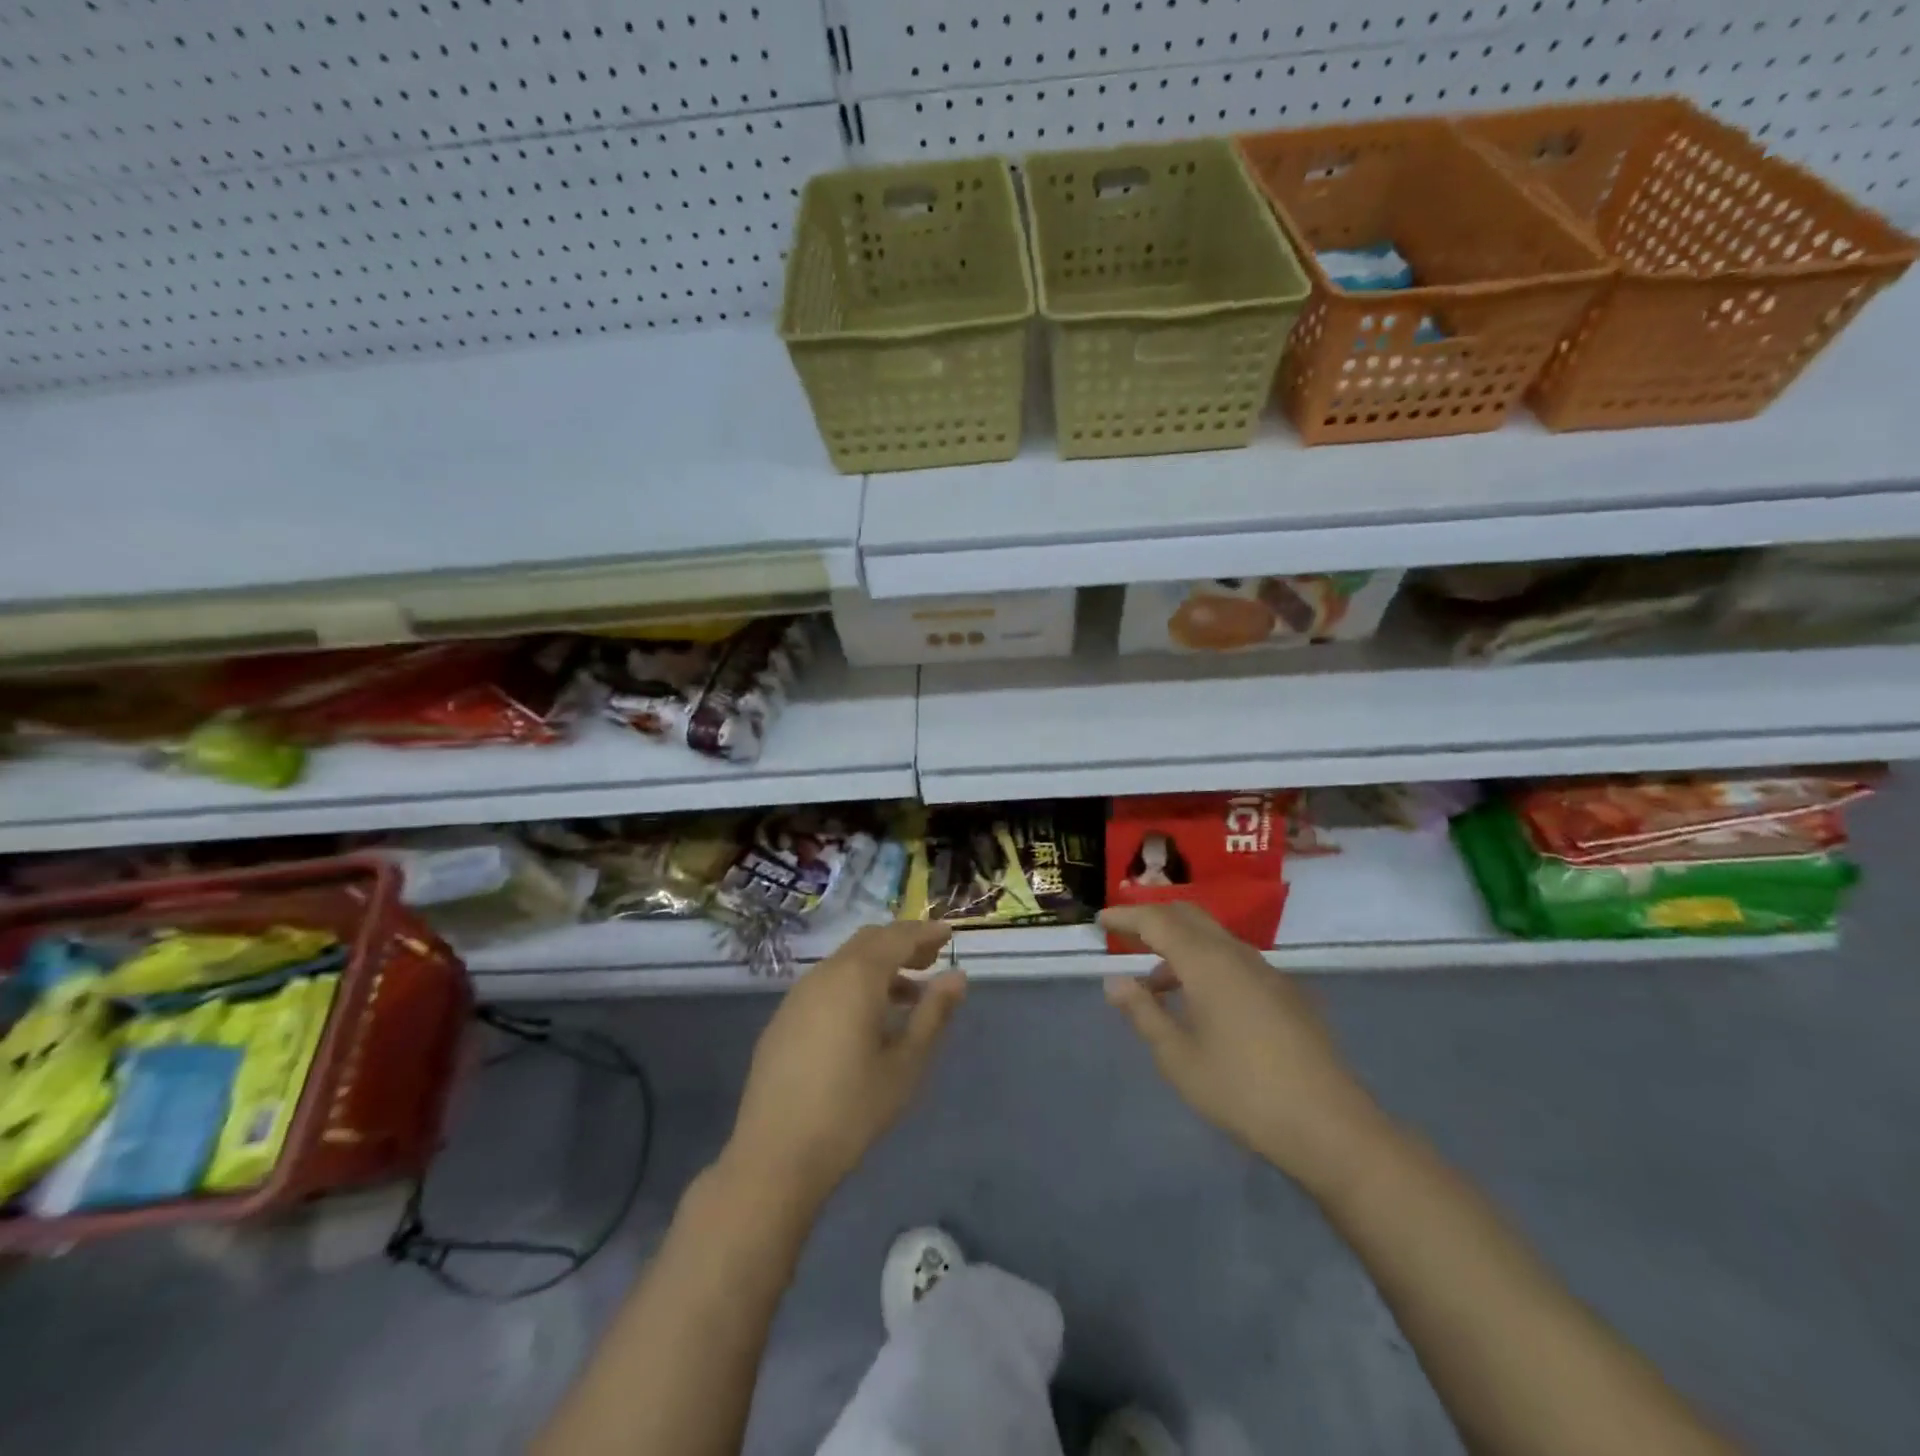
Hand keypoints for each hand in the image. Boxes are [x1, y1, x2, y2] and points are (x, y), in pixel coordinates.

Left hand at [725, 921, 964, 1209]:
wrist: (775, 1154)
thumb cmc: (851, 1109)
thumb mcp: (905, 1064)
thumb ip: (933, 1014)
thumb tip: (957, 977)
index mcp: (857, 977)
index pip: (897, 937)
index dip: (925, 933)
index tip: (949, 935)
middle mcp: (825, 974)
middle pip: (869, 941)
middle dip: (902, 943)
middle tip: (931, 960)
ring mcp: (799, 995)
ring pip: (846, 961)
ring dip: (878, 966)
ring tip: (907, 995)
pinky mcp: (784, 1018)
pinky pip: (827, 983)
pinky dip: (854, 984)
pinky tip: (867, 1019)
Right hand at [1099, 902, 1387, 1190]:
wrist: (1330, 1127)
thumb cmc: (1242, 1091)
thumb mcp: (1179, 1058)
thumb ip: (1144, 1013)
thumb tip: (1115, 981)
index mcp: (1207, 963)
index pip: (1158, 921)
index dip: (1127, 916)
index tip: (1100, 920)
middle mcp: (1238, 955)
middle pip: (1189, 916)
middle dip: (1154, 918)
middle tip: (1124, 934)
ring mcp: (1267, 972)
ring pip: (1214, 938)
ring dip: (1180, 946)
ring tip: (1155, 985)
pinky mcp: (1286, 993)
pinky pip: (1234, 959)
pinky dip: (1205, 964)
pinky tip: (1200, 1004)